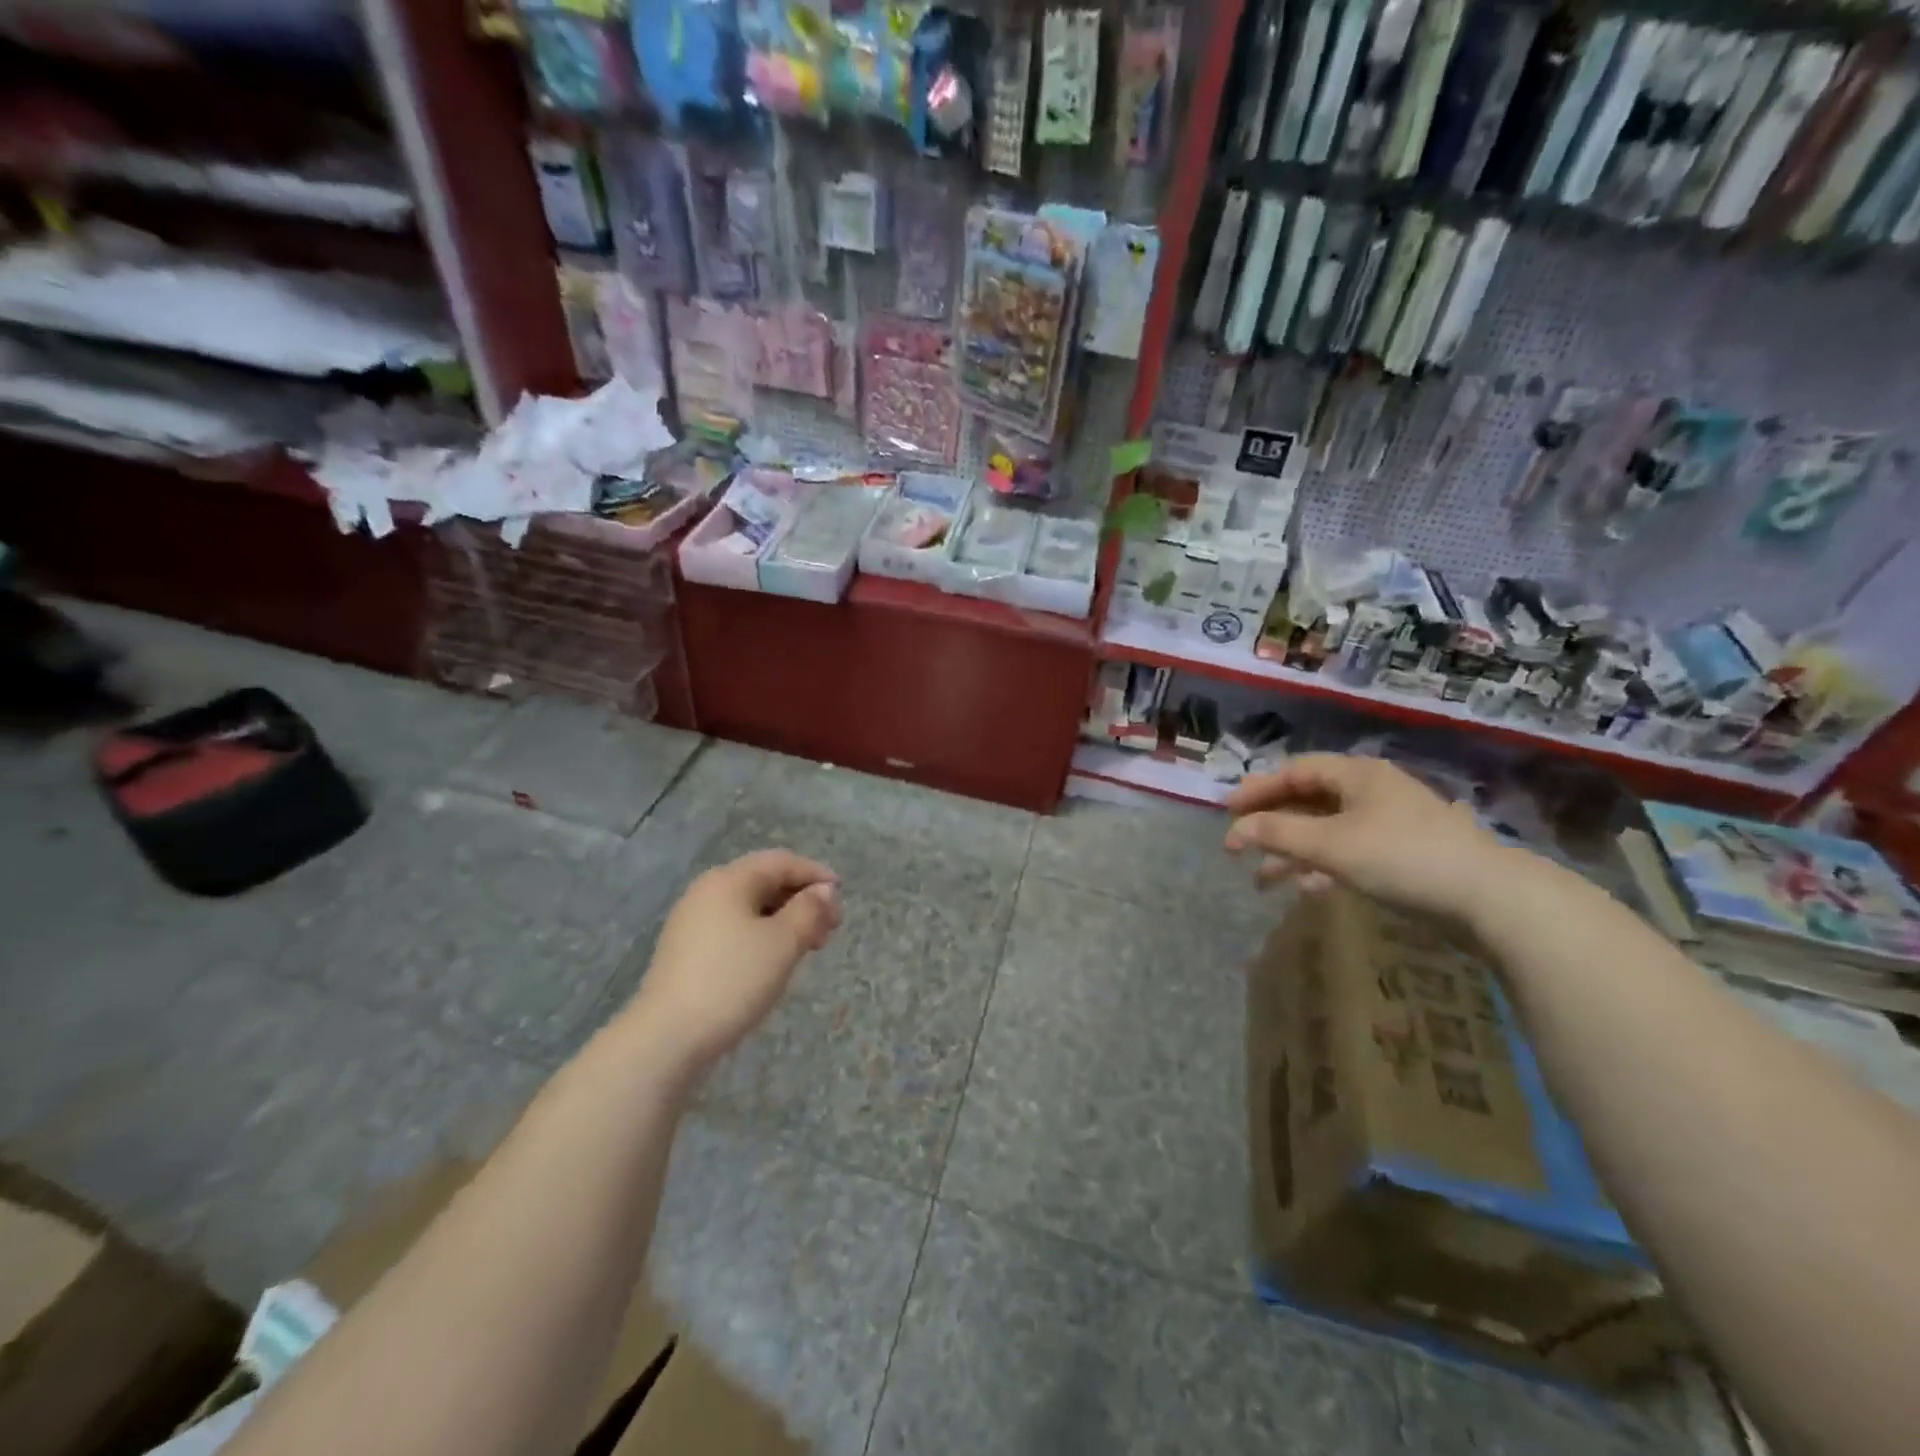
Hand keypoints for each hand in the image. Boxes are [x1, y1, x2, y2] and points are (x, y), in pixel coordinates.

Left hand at [627, 850, 841, 1077]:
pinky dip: (761, 934)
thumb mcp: (783, 943)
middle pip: (764, 881)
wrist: (667, 1038)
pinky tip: (773, 960)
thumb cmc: (732, 980)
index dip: (815, 874)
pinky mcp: (687, 950)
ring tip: (807, 947)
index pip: (781, 862)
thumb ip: (809, 910)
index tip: (841, 899)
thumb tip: (824, 890)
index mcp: (729, 880)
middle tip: (829, 930)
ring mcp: (692, 921)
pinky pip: (734, 927)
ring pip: (750, 907)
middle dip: (801, 899)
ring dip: (784, 919)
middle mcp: (707, 891)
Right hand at [1224, 754, 1506, 921]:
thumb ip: (1278, 834)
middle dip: (1271, 825)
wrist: (1489, 898)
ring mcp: (1389, 823)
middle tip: (1238, 844)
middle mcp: (1371, 791)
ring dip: (1292, 851)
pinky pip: (1348, 851)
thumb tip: (1235, 830)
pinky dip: (1323, 866)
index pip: (1294, 771)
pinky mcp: (1402, 853)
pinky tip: (1309, 888)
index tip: (1226, 811)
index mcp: (1356, 775)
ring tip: (1263, 879)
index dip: (1257, 789)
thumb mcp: (1331, 844)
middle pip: (1307, 800)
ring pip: (1326, 830)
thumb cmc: (1401, 857)